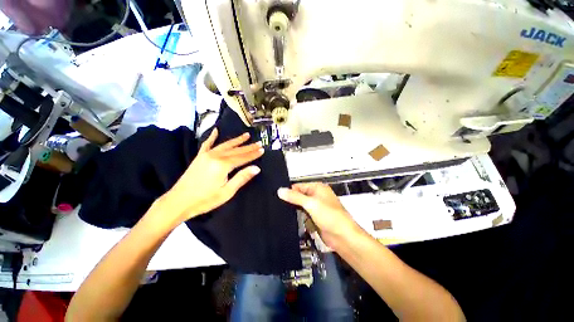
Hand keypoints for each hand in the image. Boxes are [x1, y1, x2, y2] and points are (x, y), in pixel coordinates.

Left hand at [159, 128, 263, 224]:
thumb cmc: (205, 200)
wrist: (178, 202)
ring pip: (225, 145)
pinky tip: (216, 130)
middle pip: (236, 150)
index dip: (253, 154)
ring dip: (236, 140)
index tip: (262, 149)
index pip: (242, 157)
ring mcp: (206, 155)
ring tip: (246, 135)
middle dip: (248, 146)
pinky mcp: (199, 157)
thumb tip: (256, 168)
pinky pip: (207, 144)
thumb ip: (242, 178)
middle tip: (258, 143)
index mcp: (223, 165)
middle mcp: (215, 156)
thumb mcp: (227, 192)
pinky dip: (212, 137)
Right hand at [278, 183, 359, 248]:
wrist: (342, 237)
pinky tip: (294, 219)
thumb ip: (295, 197)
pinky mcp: (316, 217)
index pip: (299, 186)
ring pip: (301, 206)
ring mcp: (316, 207)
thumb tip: (281, 191)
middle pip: (299, 195)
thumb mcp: (310, 204)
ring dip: (296, 210)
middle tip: (280, 205)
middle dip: (292, 201)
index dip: (289, 191)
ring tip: (285, 212)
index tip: (279, 196)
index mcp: (318, 188)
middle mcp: (317, 196)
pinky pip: (304, 214)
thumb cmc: (331, 217)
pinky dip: (300, 216)